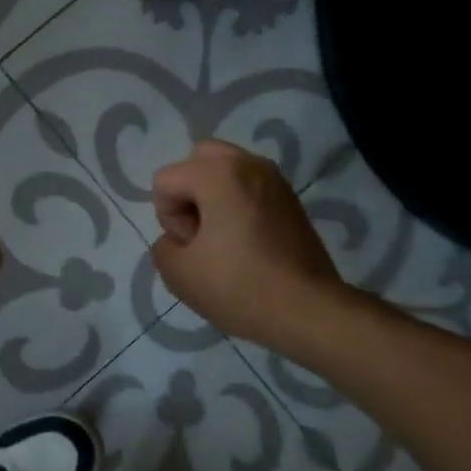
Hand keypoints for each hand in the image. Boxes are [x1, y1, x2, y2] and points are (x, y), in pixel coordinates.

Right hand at [150, 141, 347, 354]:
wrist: (307, 309)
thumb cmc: (239, 286)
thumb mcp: (179, 274)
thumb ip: (163, 247)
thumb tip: (179, 240)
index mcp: (218, 174)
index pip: (166, 181)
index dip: (168, 218)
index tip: (192, 247)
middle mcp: (248, 164)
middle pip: (198, 160)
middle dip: (189, 194)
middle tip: (202, 234)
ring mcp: (275, 179)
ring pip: (227, 171)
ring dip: (214, 198)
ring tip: (224, 240)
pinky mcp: (291, 199)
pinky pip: (250, 187)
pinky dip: (239, 205)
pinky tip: (247, 244)